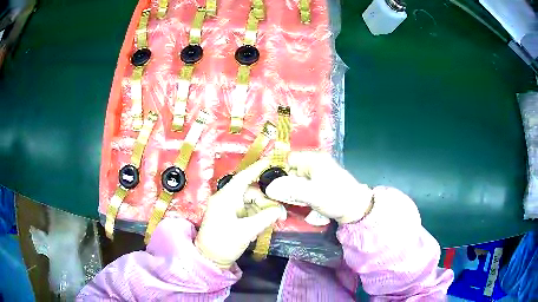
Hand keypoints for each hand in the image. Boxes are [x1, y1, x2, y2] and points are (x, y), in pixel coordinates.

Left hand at [195, 160, 284, 267]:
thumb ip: (265, 218)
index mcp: (226, 197)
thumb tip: (280, 210)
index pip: (243, 177)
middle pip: (251, 192)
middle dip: (266, 201)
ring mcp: (228, 208)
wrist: (209, 259)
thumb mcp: (246, 231)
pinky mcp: (230, 216)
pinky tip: (262, 226)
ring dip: (262, 211)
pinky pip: (247, 210)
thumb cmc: (224, 243)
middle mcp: (226, 199)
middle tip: (280, 214)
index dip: (257, 168)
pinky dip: (256, 216)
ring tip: (272, 223)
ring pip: (251, 202)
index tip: (272, 161)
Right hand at [265, 151, 373, 223]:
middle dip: (282, 182)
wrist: (356, 209)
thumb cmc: (336, 198)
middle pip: (291, 169)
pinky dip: (297, 192)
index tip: (268, 184)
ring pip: (295, 178)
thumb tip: (268, 188)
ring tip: (285, 199)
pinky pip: (302, 185)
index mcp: (313, 159)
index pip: (288, 158)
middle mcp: (314, 163)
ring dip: (289, 189)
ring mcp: (317, 173)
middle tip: (275, 195)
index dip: (277, 169)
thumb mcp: (312, 194)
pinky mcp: (319, 184)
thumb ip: (289, 189)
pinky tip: (295, 201)